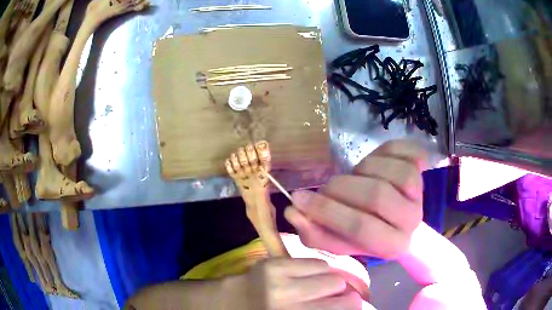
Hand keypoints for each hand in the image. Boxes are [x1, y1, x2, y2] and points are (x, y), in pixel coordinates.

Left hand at [228, 258, 364, 309]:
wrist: (232, 301)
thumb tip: (356, 305)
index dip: (352, 307)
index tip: (355, 305)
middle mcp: (287, 304)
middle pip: (341, 293)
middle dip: (343, 296)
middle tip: (337, 296)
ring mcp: (280, 282)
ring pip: (332, 276)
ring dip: (331, 281)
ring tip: (321, 286)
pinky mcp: (274, 264)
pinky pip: (316, 262)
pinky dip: (318, 270)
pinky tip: (309, 276)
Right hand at [285, 140, 427, 258]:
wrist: (393, 221)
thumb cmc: (364, 235)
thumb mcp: (337, 241)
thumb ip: (314, 232)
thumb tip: (292, 211)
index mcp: (392, 246)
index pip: (361, 227)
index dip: (327, 211)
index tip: (299, 198)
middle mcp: (411, 220)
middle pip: (377, 196)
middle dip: (342, 188)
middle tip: (326, 187)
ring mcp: (420, 193)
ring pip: (393, 172)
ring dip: (363, 169)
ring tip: (352, 176)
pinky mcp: (422, 170)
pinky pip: (407, 151)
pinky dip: (387, 149)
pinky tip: (374, 158)